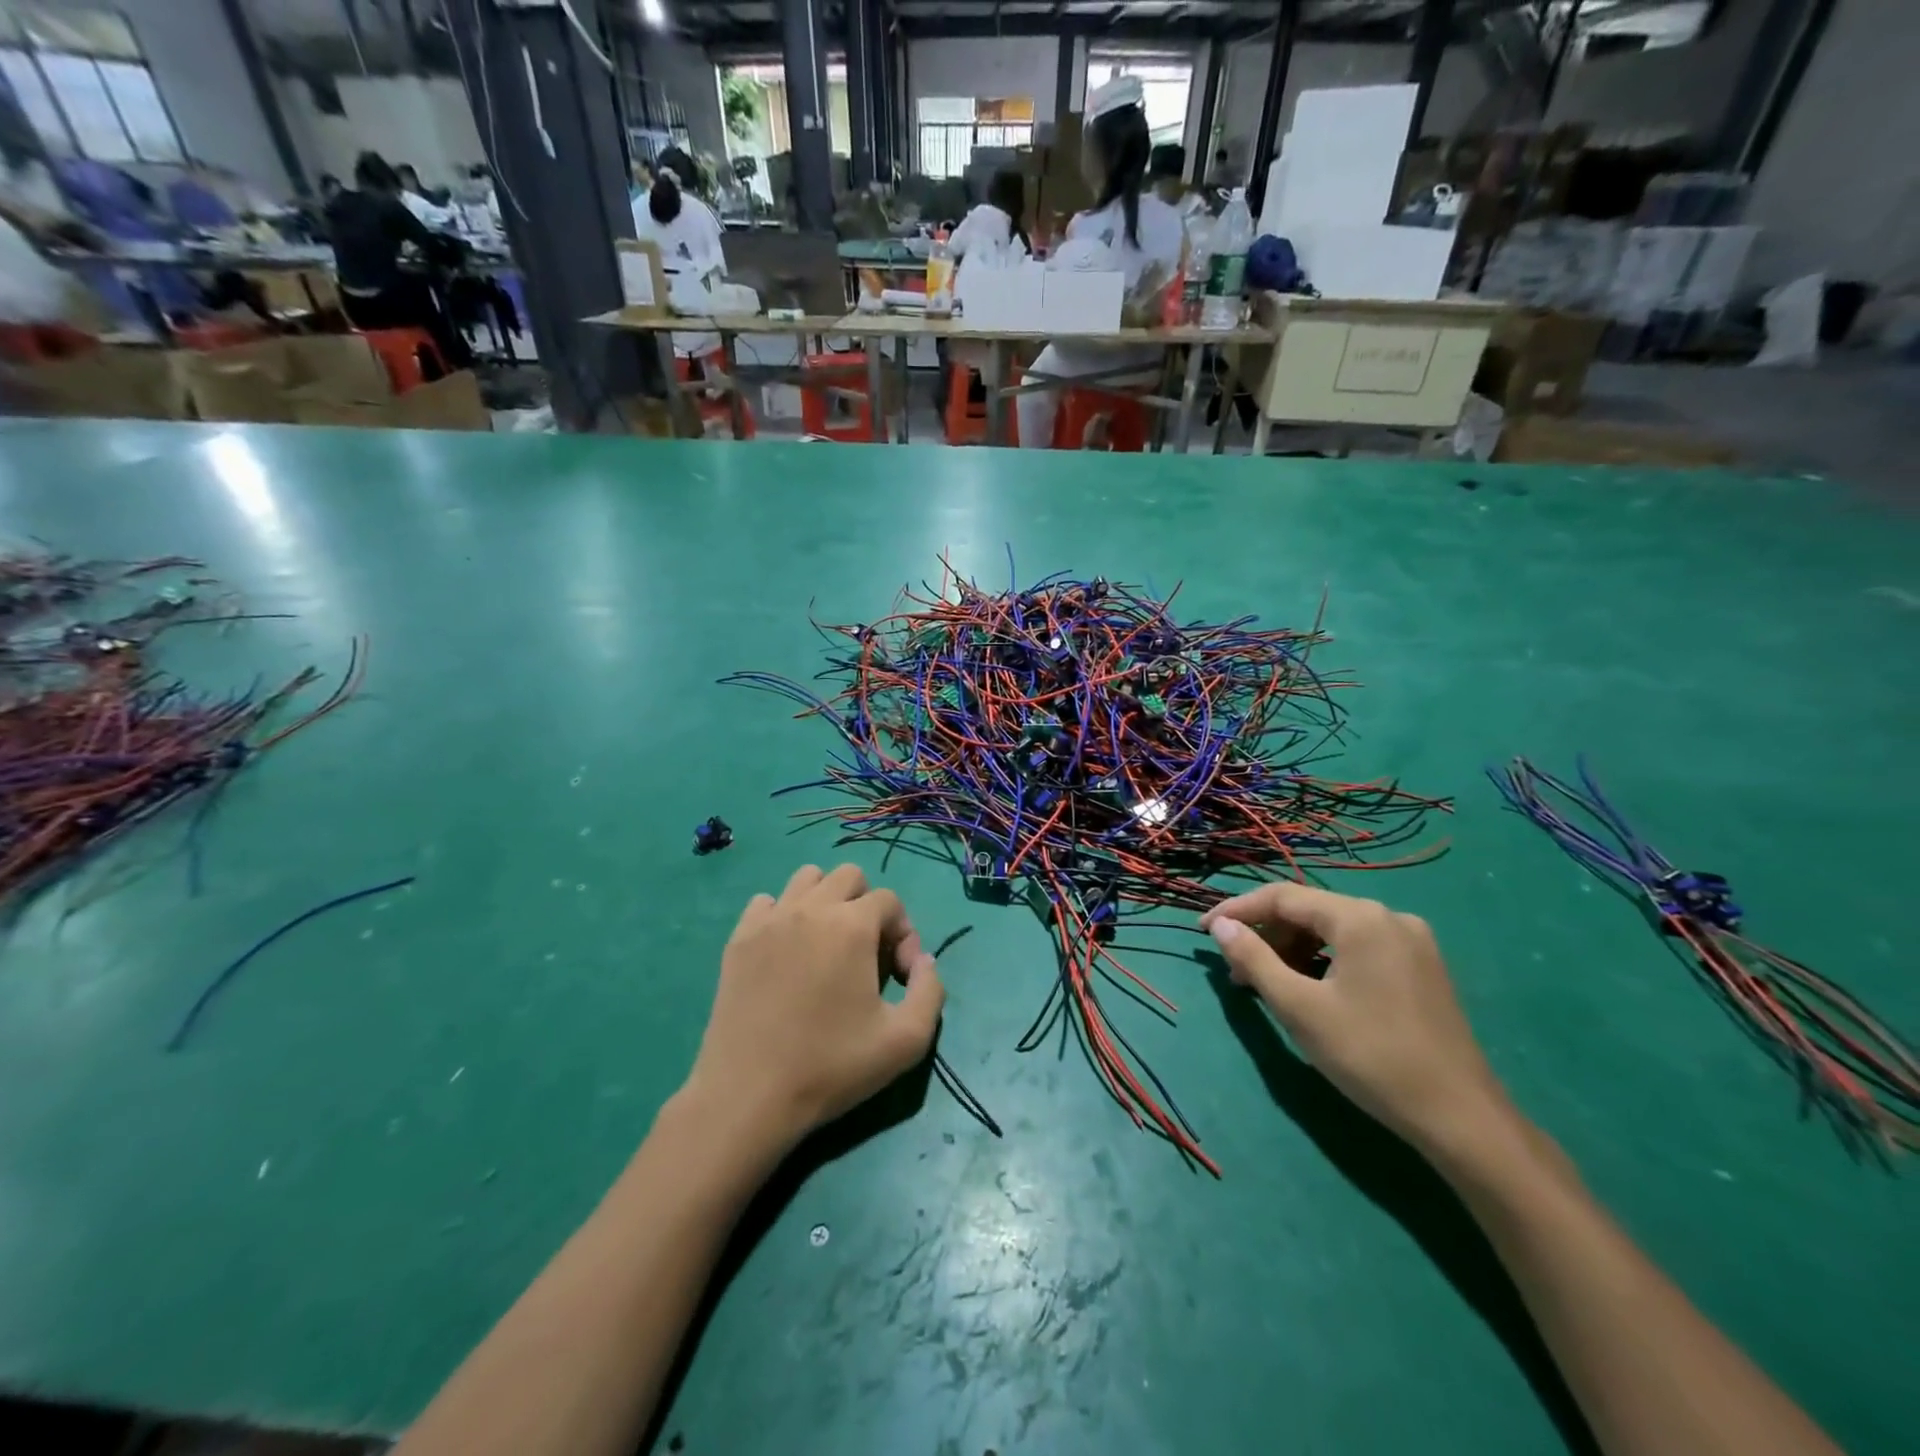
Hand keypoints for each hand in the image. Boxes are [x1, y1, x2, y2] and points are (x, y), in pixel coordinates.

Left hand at [682, 864, 944, 1158]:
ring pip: (807, 878)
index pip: (889, 900)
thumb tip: (923, 960)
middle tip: (864, 953)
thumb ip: (931, 990)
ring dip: (826, 901)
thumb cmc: (831, 1067)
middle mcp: (811, 908)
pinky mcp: (739, 938)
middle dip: (866, 906)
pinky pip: (766, 903)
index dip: (903, 933)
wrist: (749, 1096)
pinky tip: (786, 953)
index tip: (898, 976)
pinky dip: (783, 915)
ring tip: (826, 945)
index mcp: (852, 926)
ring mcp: (770, 920)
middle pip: (849, 876)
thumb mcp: (906, 1041)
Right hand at [1201, 883, 1514, 1158]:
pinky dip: (1324, 961)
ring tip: (1266, 985)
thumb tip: (1220, 926)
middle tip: (1235, 971)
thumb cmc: (1370, 1056)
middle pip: (1309, 912)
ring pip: (1334, 931)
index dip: (1237, 911)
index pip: (1282, 897)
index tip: (1202, 932)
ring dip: (1293, 950)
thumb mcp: (1298, 1007)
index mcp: (1359, 917)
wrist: (1461, 1118)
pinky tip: (1309, 990)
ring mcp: (1411, 941)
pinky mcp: (1422, 967)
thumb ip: (1254, 959)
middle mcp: (1388, 916)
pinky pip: (1358, 948)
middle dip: (1266, 936)